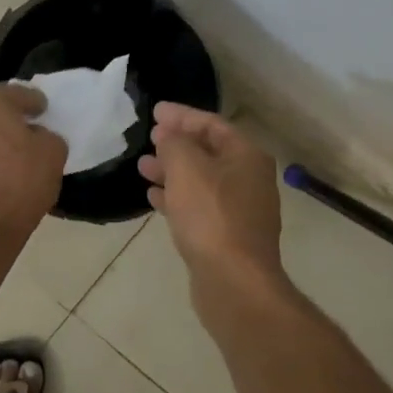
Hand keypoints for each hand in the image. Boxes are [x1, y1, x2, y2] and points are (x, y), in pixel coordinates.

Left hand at [0, 84, 65, 230]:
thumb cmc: (23, 177)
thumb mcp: (53, 150)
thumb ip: (48, 134)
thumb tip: (37, 136)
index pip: (19, 93)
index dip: (36, 101)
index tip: (46, 110)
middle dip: (14, 112)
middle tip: (34, 122)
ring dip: (2, 131)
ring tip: (23, 143)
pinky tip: (10, 161)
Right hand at [139, 104, 285, 291]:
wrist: (233, 281)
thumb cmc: (211, 215)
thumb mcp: (186, 167)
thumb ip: (174, 143)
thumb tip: (169, 136)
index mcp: (247, 156)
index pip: (212, 124)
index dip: (182, 115)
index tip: (155, 111)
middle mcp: (249, 179)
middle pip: (209, 151)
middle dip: (177, 143)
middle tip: (150, 137)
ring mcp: (240, 210)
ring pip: (201, 180)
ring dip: (172, 171)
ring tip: (142, 166)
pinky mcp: (227, 236)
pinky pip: (199, 206)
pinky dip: (177, 197)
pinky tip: (153, 197)